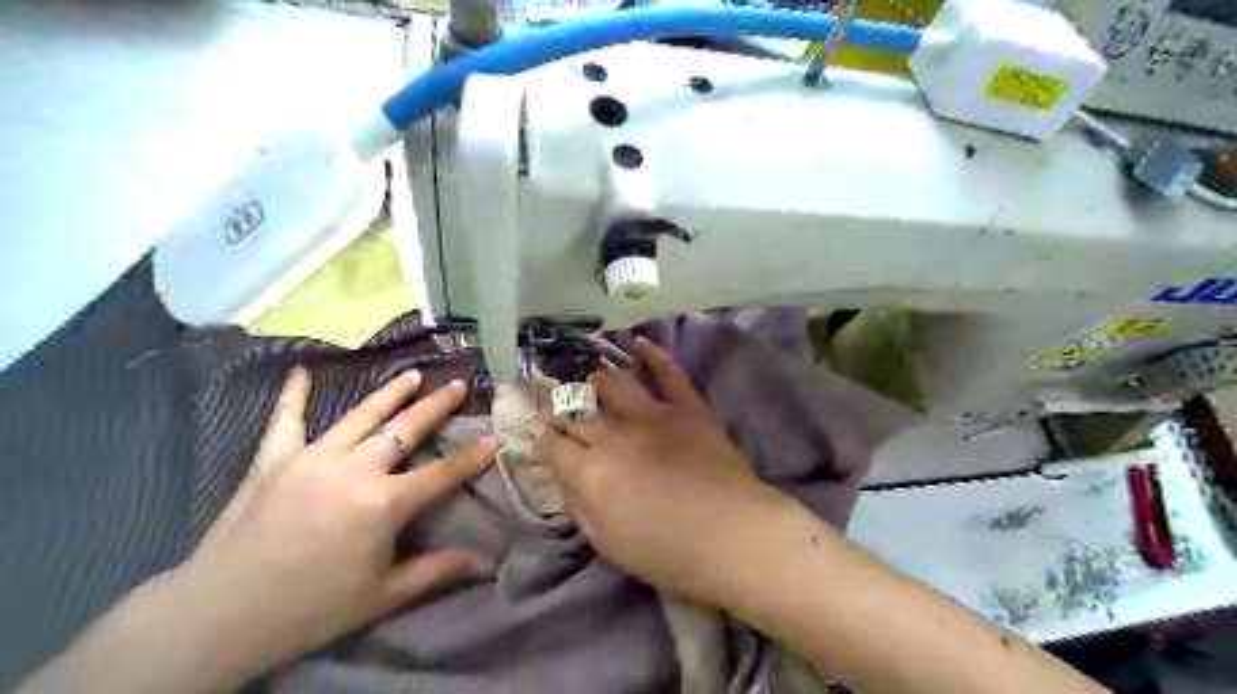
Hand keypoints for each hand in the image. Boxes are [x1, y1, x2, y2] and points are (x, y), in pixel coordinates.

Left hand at [173, 369, 502, 676]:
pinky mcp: (272, 461)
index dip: (472, 456)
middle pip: (405, 429)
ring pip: (360, 416)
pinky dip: (293, 396)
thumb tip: (490, 563)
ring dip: (390, 393)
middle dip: (436, 406)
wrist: (217, 618)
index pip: (441, 472)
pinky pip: (286, 420)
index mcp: (383, 503)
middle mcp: (354, 470)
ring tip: (412, 374)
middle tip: (458, 384)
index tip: (494, 437)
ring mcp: (311, 459)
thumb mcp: (385, 595)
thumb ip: (439, 570)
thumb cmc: (312, 609)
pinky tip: (300, 371)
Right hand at [535, 338, 781, 599]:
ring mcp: (651, 415)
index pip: (553, 444)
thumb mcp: (607, 543)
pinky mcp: (686, 407)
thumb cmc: (666, 552)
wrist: (732, 535)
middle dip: (560, 408)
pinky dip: (654, 355)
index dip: (543, 438)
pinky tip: (639, 343)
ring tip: (592, 382)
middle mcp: (613, 434)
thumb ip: (580, 505)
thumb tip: (567, 477)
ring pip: (612, 383)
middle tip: (558, 407)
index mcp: (589, 471)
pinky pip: (668, 372)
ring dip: (595, 380)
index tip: (542, 435)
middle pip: (576, 412)